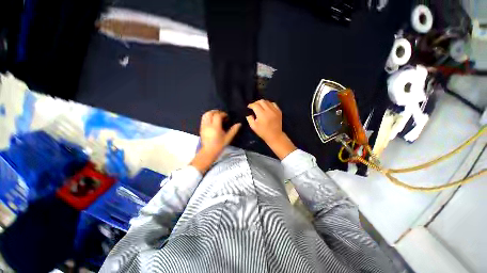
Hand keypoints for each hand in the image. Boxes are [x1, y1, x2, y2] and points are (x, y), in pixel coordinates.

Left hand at [191, 110, 240, 172]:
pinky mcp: (201, 128)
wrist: (208, 152)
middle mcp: (208, 125)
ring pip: (205, 115)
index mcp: (215, 127)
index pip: (218, 116)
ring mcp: (203, 126)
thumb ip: (233, 130)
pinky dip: (208, 116)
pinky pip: (203, 119)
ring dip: (211, 113)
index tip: (227, 117)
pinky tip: (213, 121)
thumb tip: (239, 124)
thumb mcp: (228, 138)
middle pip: (210, 113)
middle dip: (216, 111)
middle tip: (222, 114)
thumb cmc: (219, 145)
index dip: (223, 114)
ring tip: (217, 116)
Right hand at [246, 100, 283, 142]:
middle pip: (261, 101)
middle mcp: (269, 110)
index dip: (251, 105)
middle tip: (254, 106)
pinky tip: (267, 107)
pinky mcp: (279, 111)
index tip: (249, 107)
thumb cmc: (263, 132)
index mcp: (262, 114)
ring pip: (267, 101)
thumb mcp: (253, 127)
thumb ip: (249, 119)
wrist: (275, 136)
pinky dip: (269, 104)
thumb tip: (249, 114)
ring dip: (262, 103)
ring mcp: (275, 110)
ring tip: (260, 106)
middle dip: (256, 103)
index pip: (255, 105)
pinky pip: (273, 104)